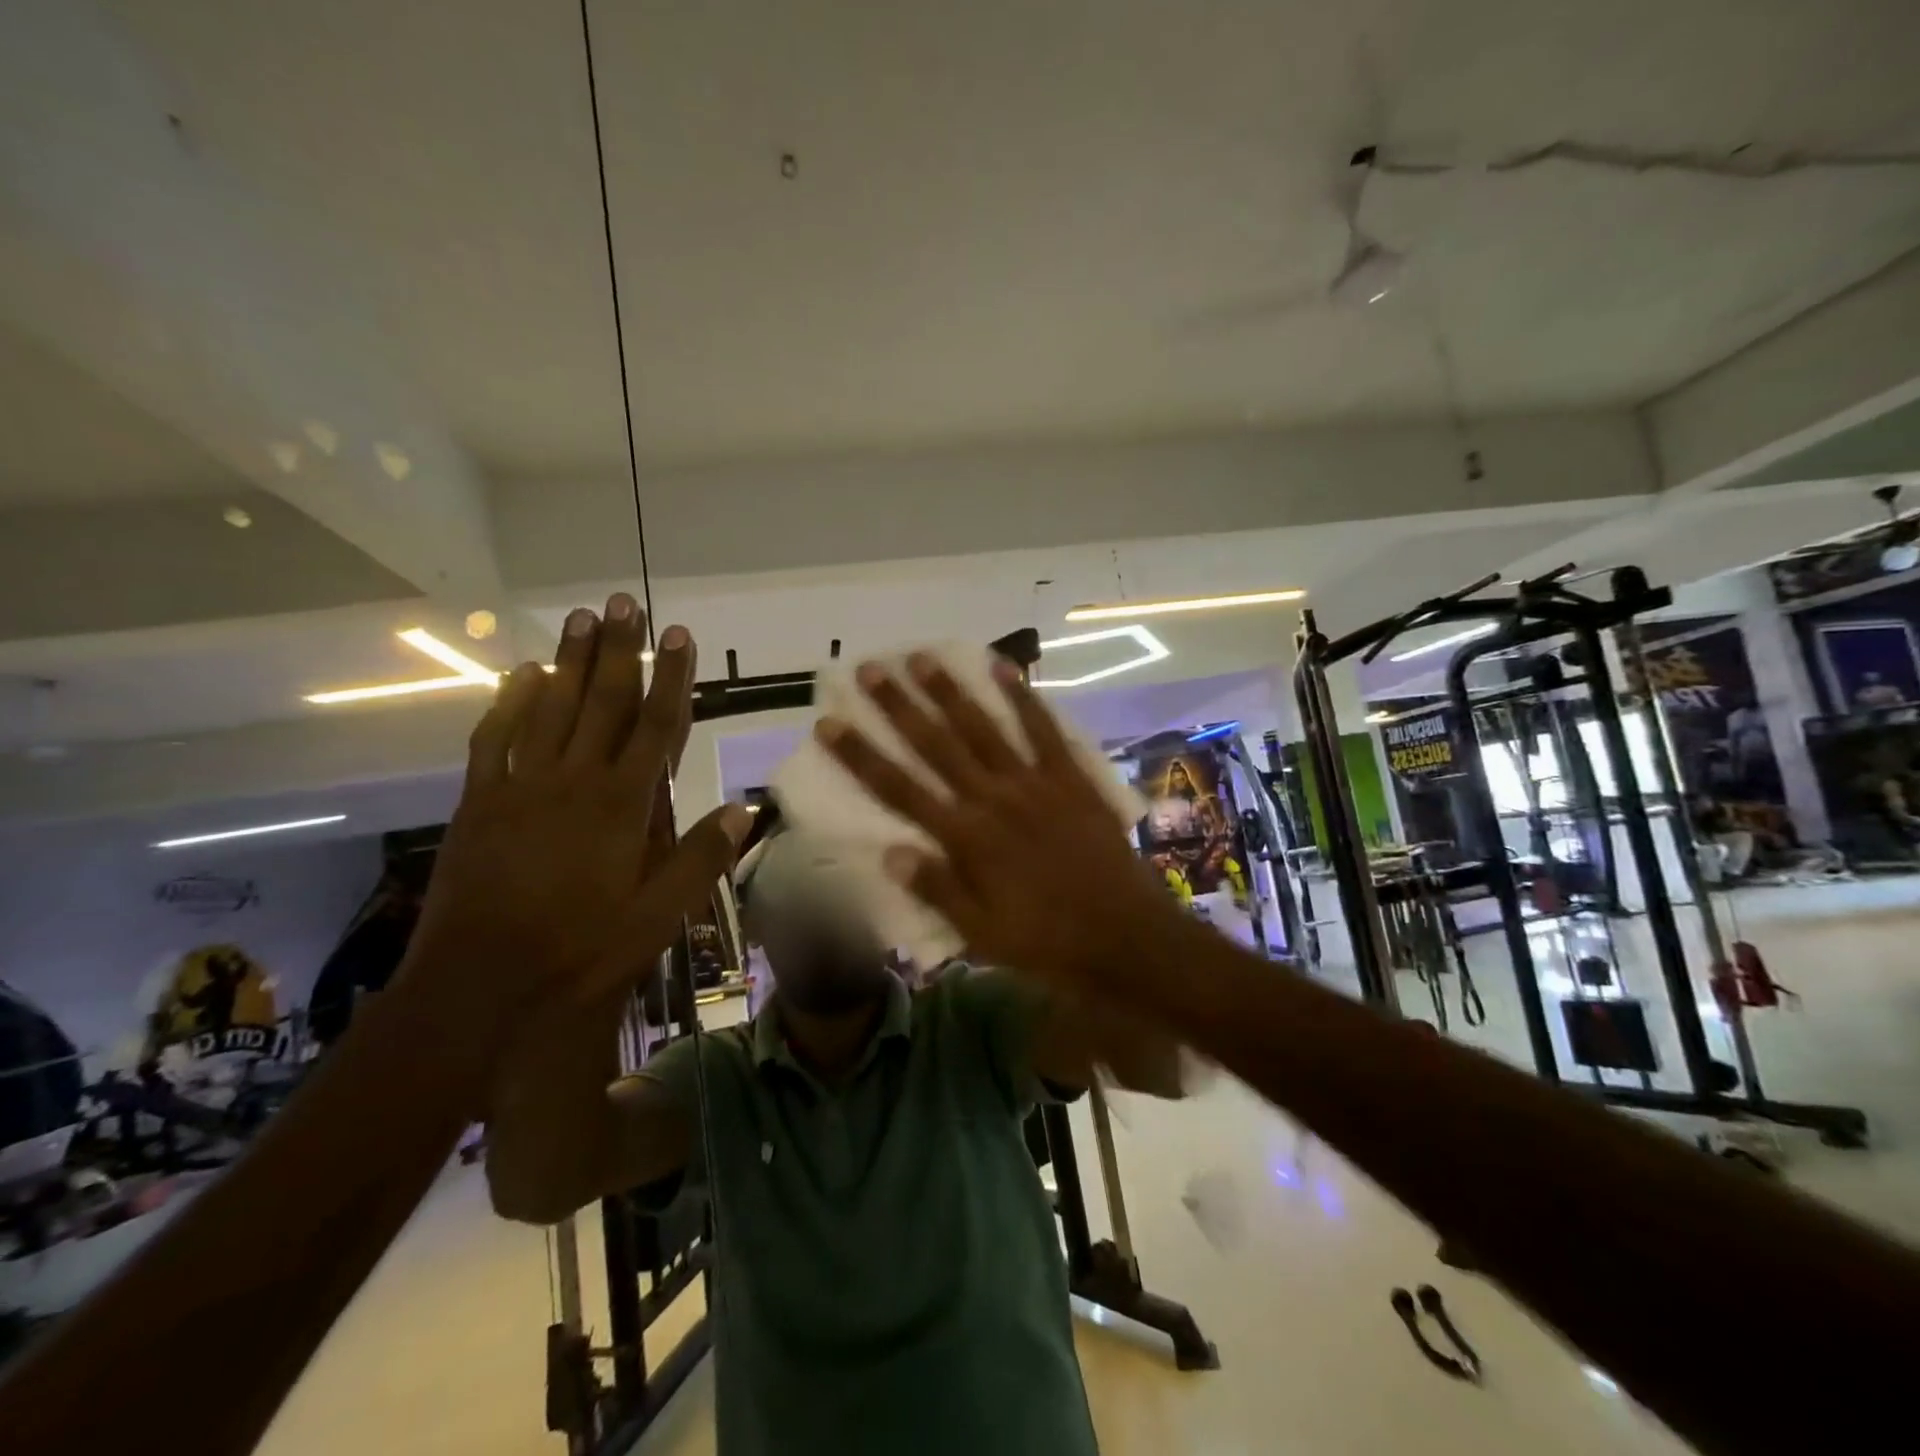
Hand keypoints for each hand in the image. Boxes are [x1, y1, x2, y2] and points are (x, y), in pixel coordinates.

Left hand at [404, 594, 749, 1047]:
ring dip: (568, 661)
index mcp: (623, 805)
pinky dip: (509, 703)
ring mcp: (522, 787)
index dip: (672, 678)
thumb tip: (745, 809)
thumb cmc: (581, 952)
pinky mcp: (480, 803)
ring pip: (550, 709)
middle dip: (618, 651)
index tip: (679, 635)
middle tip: (623, 603)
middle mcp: (575, 781)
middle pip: (602, 702)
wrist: (479, 985)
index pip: (656, 726)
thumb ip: (701, 858)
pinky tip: (522, 675)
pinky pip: (495, 740)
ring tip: (581, 618)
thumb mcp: (659, 917)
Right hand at [814, 652, 1181, 990]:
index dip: (861, 756)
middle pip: (935, 745)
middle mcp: (992, 799)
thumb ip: (937, 891)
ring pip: (982, 727)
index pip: (899, 789)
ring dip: (949, 691)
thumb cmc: (1047, 943)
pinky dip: (1024, 697)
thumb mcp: (982, 934)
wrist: (1125, 937)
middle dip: (898, 706)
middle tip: (870, 669)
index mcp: (965, 838)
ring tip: (921, 658)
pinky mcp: (1070, 779)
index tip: (830, 724)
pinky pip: (1044, 730)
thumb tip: (889, 853)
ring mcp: (1034, 783)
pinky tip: (1005, 668)